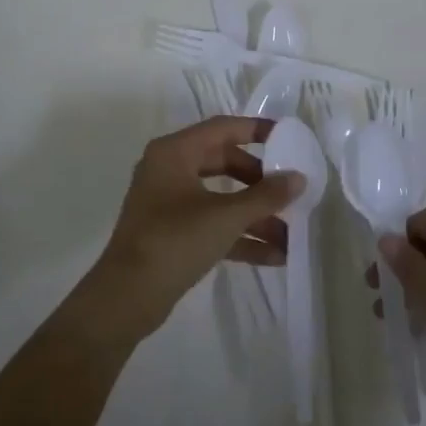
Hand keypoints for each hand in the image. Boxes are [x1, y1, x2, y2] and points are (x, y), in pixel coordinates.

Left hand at [78, 117, 304, 344]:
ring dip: (254, 215)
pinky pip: (212, 225)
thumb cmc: (175, 241)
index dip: (257, 130)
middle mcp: (169, 170)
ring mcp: (169, 203)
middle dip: (259, 181)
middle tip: (288, 191)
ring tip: (291, 234)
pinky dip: (239, 236)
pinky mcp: (172, 234)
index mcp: (174, 152)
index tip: (289, 138)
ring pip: (220, 198)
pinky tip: (274, 256)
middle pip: (224, 163)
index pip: (223, 128)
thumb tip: (299, 178)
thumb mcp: (225, 216)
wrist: (126, 297)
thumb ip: (266, 196)